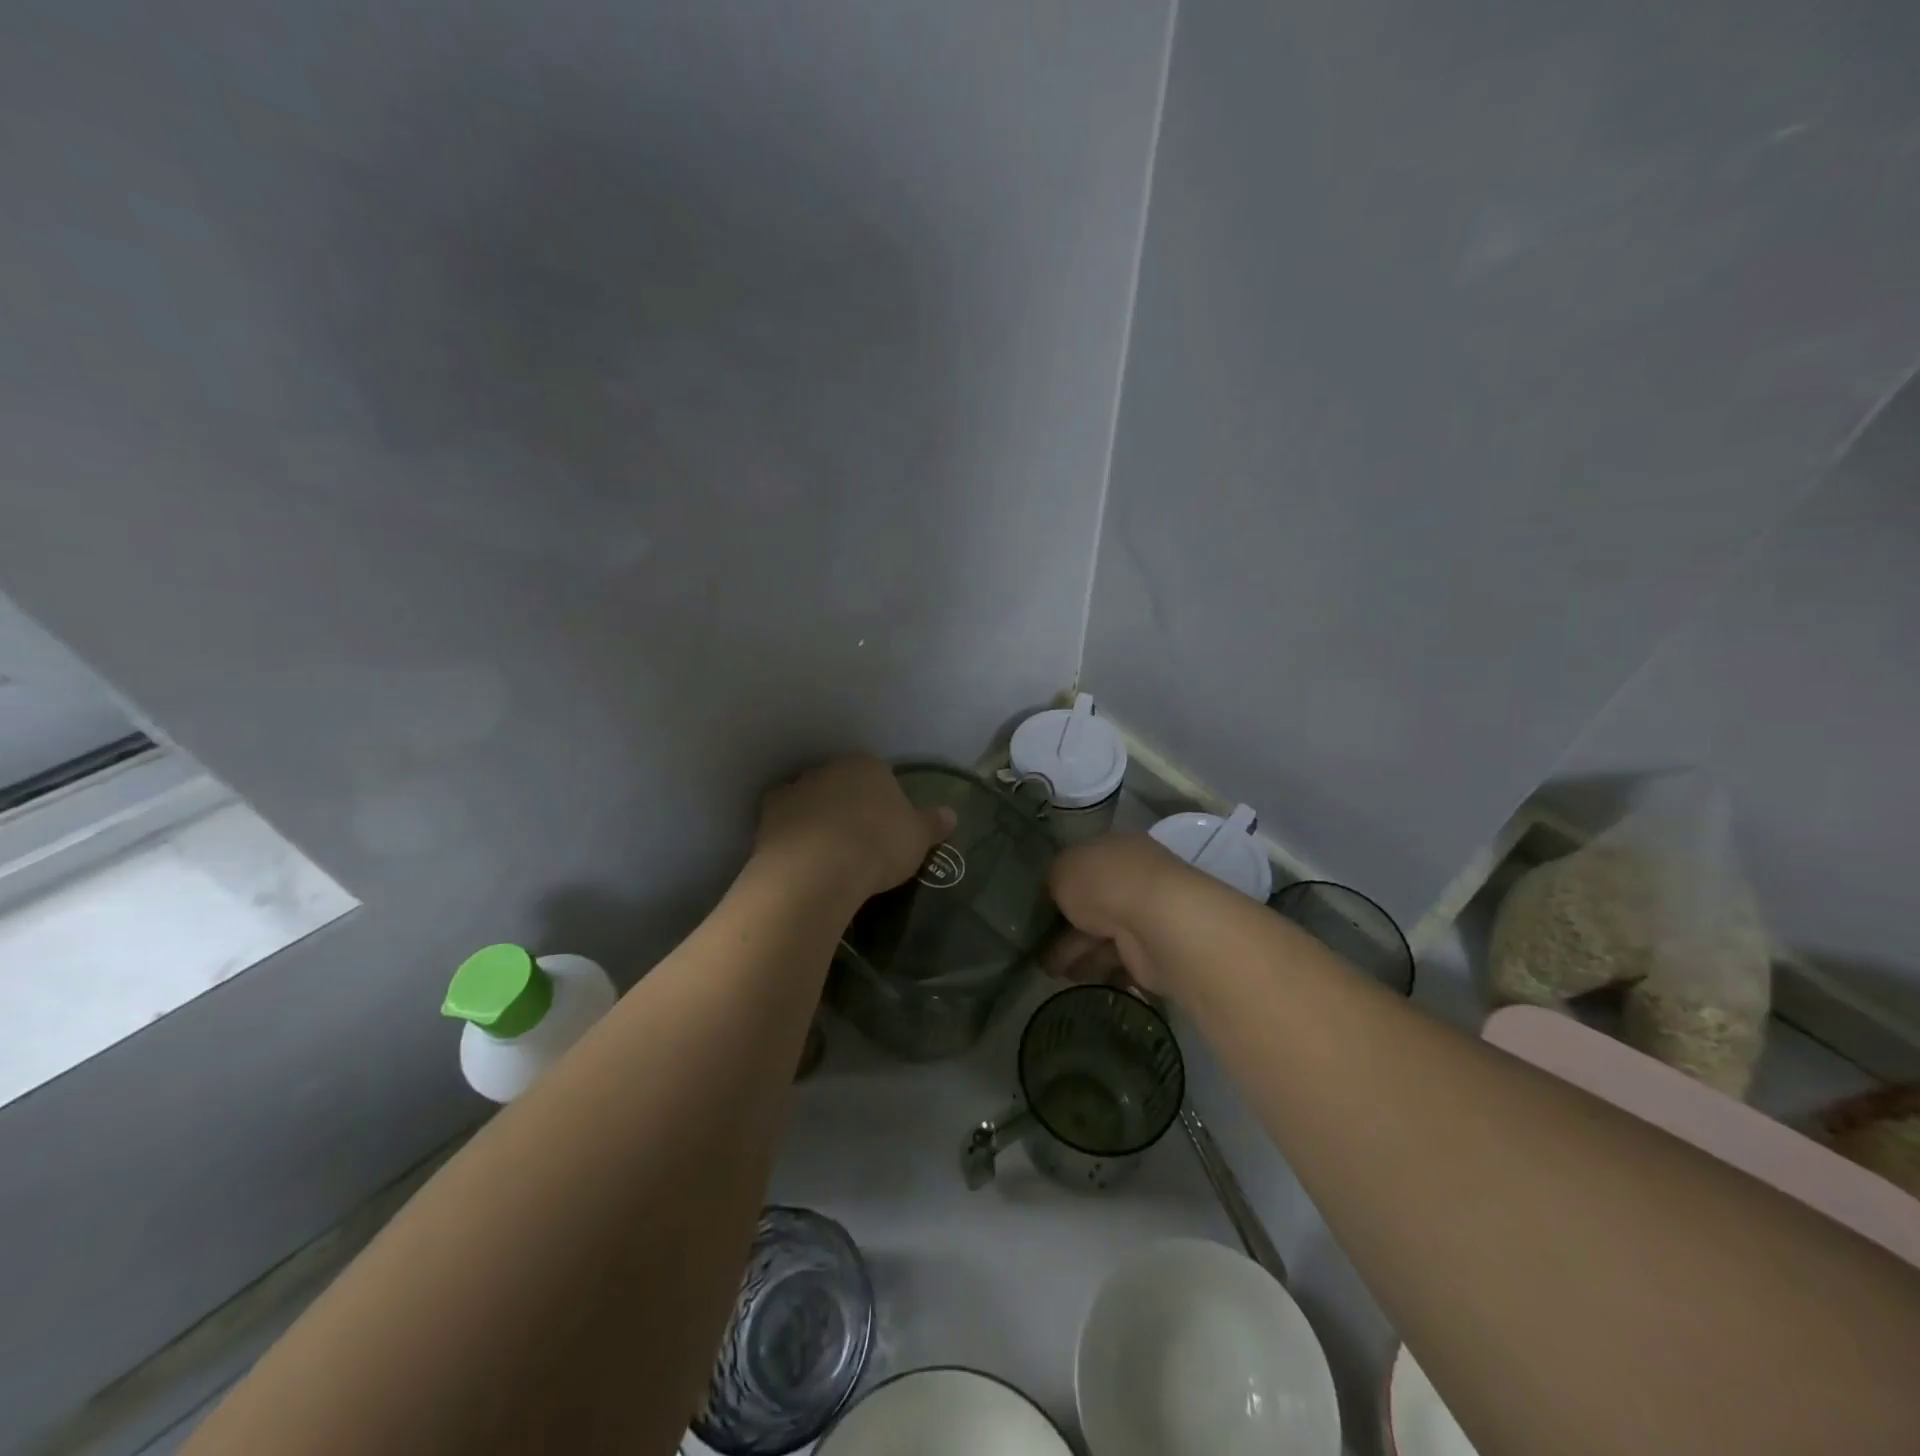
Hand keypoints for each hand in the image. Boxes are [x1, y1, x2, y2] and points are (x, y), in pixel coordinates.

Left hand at [754, 755, 955, 903]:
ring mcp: (795, 788)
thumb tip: (951, 813)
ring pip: (812, 800)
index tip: (889, 829)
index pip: (881, 775)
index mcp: (868, 765)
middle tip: (860, 841)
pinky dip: (793, 835)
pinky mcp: (768, 815)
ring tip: (830, 854)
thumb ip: (933, 822)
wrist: (816, 870)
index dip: (886, 802)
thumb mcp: (918, 838)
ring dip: (819, 819)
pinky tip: (802, 859)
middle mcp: (829, 768)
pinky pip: (786, 822)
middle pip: (843, 784)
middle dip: (850, 806)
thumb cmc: (877, 846)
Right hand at [1044, 833, 1194, 995]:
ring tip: (1049, 971)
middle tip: (1036, 946)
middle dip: (1063, 926)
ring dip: (1075, 952)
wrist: (1156, 925)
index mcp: (1115, 849)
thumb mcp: (1062, 869)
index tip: (1036, 907)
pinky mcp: (1151, 953)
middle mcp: (1132, 879)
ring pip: (1101, 935)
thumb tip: (1054, 893)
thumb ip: (1054, 880)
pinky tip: (1074, 979)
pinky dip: (1096, 970)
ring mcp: (1144, 917)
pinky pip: (1115, 961)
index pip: (1083, 865)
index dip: (1059, 884)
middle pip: (1091, 904)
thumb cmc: (1105, 883)